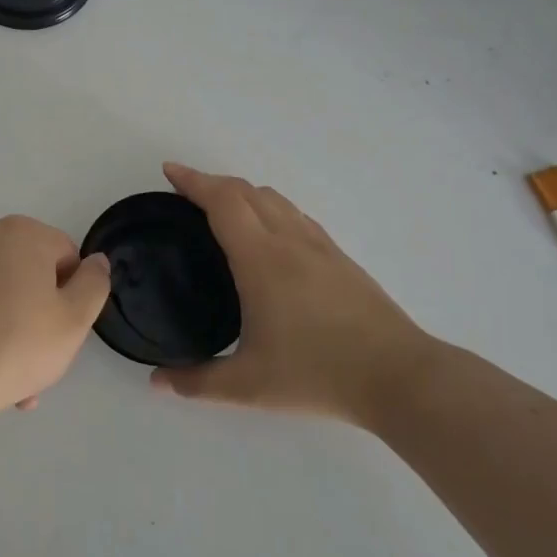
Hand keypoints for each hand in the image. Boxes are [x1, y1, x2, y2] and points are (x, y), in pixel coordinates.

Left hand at [0, 215, 111, 423]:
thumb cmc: (15, 345)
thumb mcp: (74, 321)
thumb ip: (94, 284)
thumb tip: (96, 261)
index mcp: (23, 234)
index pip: (66, 257)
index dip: (71, 296)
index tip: (62, 332)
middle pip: (28, 275)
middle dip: (37, 316)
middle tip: (38, 361)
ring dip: (8, 328)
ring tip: (7, 380)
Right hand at [152, 163, 435, 423]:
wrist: (398, 376)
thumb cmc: (318, 374)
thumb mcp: (250, 386)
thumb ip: (198, 382)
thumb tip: (158, 382)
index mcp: (261, 259)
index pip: (222, 201)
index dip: (193, 181)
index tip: (170, 170)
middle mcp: (289, 239)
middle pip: (246, 190)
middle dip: (211, 182)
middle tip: (186, 193)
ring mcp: (319, 245)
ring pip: (275, 198)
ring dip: (242, 193)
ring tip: (222, 210)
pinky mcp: (339, 257)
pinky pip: (295, 214)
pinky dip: (269, 208)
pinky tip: (269, 234)